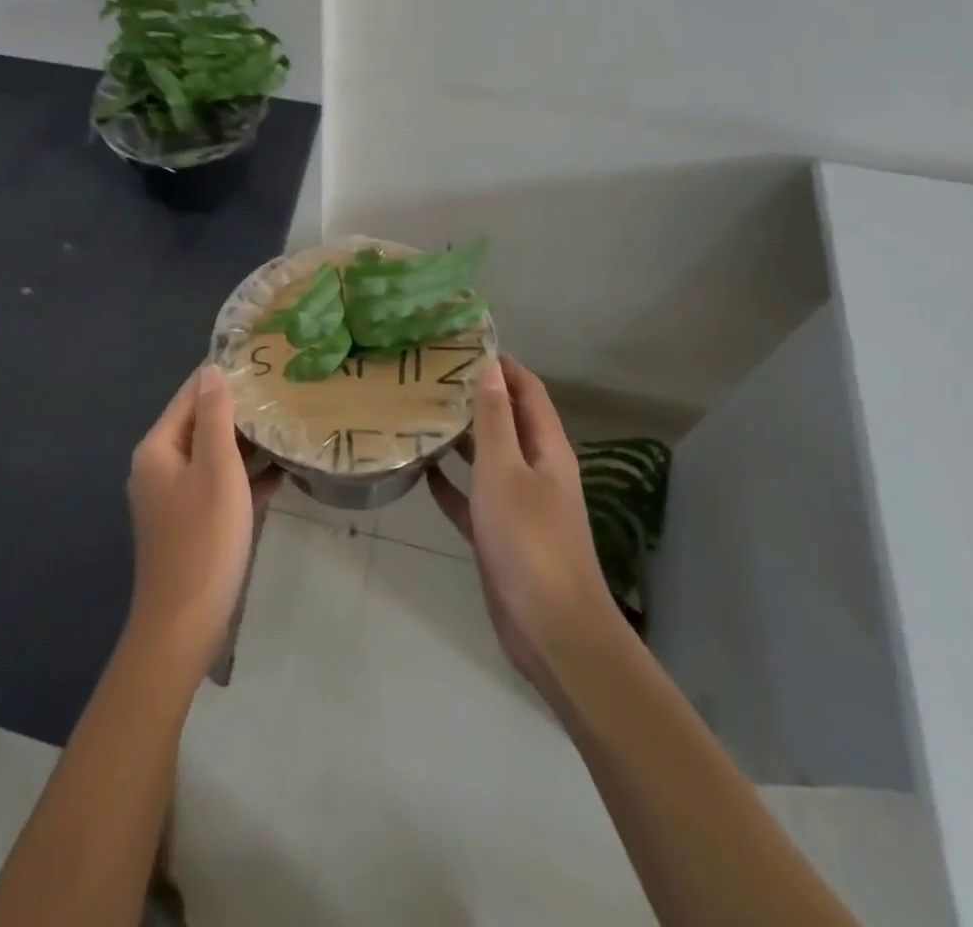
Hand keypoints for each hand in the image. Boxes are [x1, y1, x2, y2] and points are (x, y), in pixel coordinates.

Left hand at [125, 364, 279, 672]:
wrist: (184, 624)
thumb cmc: (203, 539)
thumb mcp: (216, 468)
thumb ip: (214, 416)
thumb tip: (211, 370)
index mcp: (158, 448)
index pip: (190, 396)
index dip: (222, 377)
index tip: (260, 361)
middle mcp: (160, 467)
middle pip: (201, 424)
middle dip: (239, 410)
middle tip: (282, 392)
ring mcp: (174, 498)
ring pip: (213, 456)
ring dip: (246, 444)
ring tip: (288, 424)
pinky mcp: (191, 523)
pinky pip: (219, 487)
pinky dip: (245, 478)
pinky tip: (282, 471)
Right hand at [427, 357, 625, 708]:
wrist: (552, 629)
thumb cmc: (528, 540)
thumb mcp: (504, 471)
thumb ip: (494, 420)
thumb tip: (491, 367)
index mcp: (547, 448)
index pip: (527, 390)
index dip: (503, 364)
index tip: (464, 344)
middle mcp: (536, 469)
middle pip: (506, 420)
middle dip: (475, 396)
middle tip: (429, 376)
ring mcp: (519, 503)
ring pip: (488, 458)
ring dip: (461, 438)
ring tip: (421, 413)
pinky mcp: (501, 534)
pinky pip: (474, 498)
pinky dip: (453, 484)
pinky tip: (424, 473)